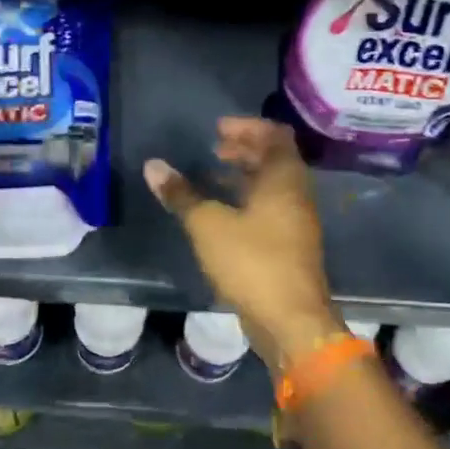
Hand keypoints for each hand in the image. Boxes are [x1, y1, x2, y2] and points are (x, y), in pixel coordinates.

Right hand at [144, 118, 343, 366]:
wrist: (291, 321)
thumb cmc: (252, 262)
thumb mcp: (208, 225)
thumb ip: (182, 194)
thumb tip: (153, 166)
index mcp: (284, 180)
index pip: (275, 136)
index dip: (247, 127)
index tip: (217, 129)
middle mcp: (296, 195)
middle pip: (275, 159)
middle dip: (244, 149)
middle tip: (213, 148)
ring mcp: (296, 222)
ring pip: (272, 186)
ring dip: (244, 176)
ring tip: (211, 176)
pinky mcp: (289, 246)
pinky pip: (269, 209)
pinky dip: (247, 200)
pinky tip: (221, 213)